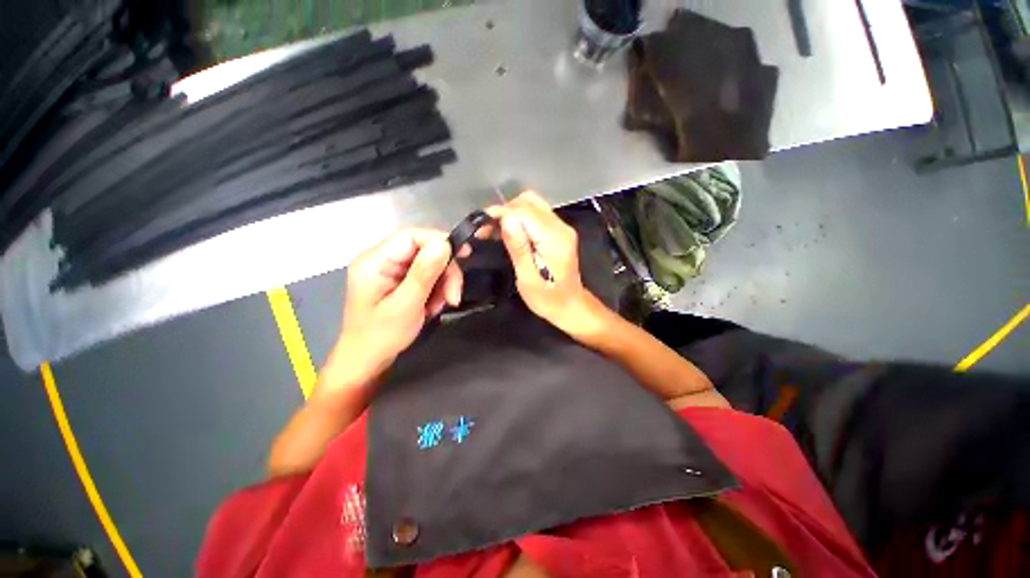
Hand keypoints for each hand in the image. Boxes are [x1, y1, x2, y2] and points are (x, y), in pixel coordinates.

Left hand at [320, 229, 462, 392]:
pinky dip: (436, 290)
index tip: (464, 255)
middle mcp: (382, 260)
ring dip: (442, 284)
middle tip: (453, 296)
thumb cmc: (381, 336)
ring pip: (429, 264)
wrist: (366, 362)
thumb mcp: (406, 305)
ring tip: (441, 306)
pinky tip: (433, 307)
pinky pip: (426, 276)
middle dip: (444, 272)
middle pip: (424, 250)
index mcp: (375, 261)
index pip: (412, 236)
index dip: (440, 241)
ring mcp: (390, 271)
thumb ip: (424, 273)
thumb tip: (444, 244)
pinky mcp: (399, 281)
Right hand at [488, 192, 611, 340]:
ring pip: (532, 204)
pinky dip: (519, 218)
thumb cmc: (548, 299)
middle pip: (529, 202)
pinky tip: (508, 232)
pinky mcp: (559, 232)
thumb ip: (518, 248)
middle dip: (504, 211)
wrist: (570, 306)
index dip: (501, 213)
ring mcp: (562, 228)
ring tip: (494, 231)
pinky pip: (536, 214)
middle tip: (486, 230)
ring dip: (511, 214)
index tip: (481, 225)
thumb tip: (506, 220)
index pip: (524, 211)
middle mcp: (561, 227)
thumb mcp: (528, 279)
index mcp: (554, 239)